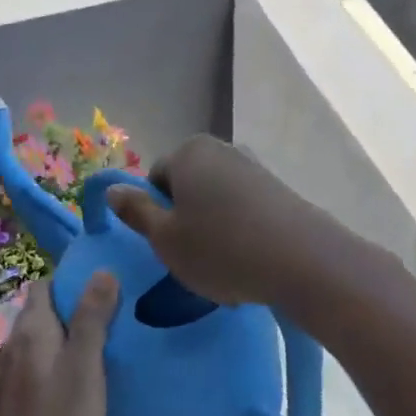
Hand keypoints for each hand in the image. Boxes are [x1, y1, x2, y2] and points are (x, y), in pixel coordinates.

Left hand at [0, 274, 118, 415]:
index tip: (107, 283)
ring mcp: (15, 372)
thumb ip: (92, 319)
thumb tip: (102, 270)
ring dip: (72, 335)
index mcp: (32, 329)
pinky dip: (64, 360)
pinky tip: (88, 377)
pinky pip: (44, 362)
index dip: (73, 279)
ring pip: (46, 338)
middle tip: (117, 313)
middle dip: (77, 306)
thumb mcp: (85, 367)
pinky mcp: (19, 397)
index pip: (45, 284)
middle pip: (46, 310)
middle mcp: (17, 343)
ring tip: (109, 342)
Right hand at [105, 136, 322, 307]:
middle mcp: (222, 150)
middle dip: (186, 220)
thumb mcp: (165, 238)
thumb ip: (136, 211)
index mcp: (188, 153)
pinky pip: (245, 211)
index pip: (155, 180)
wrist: (303, 261)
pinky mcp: (280, 190)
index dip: (155, 214)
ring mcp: (254, 168)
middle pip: (187, 187)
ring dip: (213, 229)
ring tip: (223, 265)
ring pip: (216, 201)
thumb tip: (112, 189)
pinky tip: (249, 261)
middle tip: (191, 258)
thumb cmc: (220, 248)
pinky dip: (241, 232)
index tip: (168, 245)